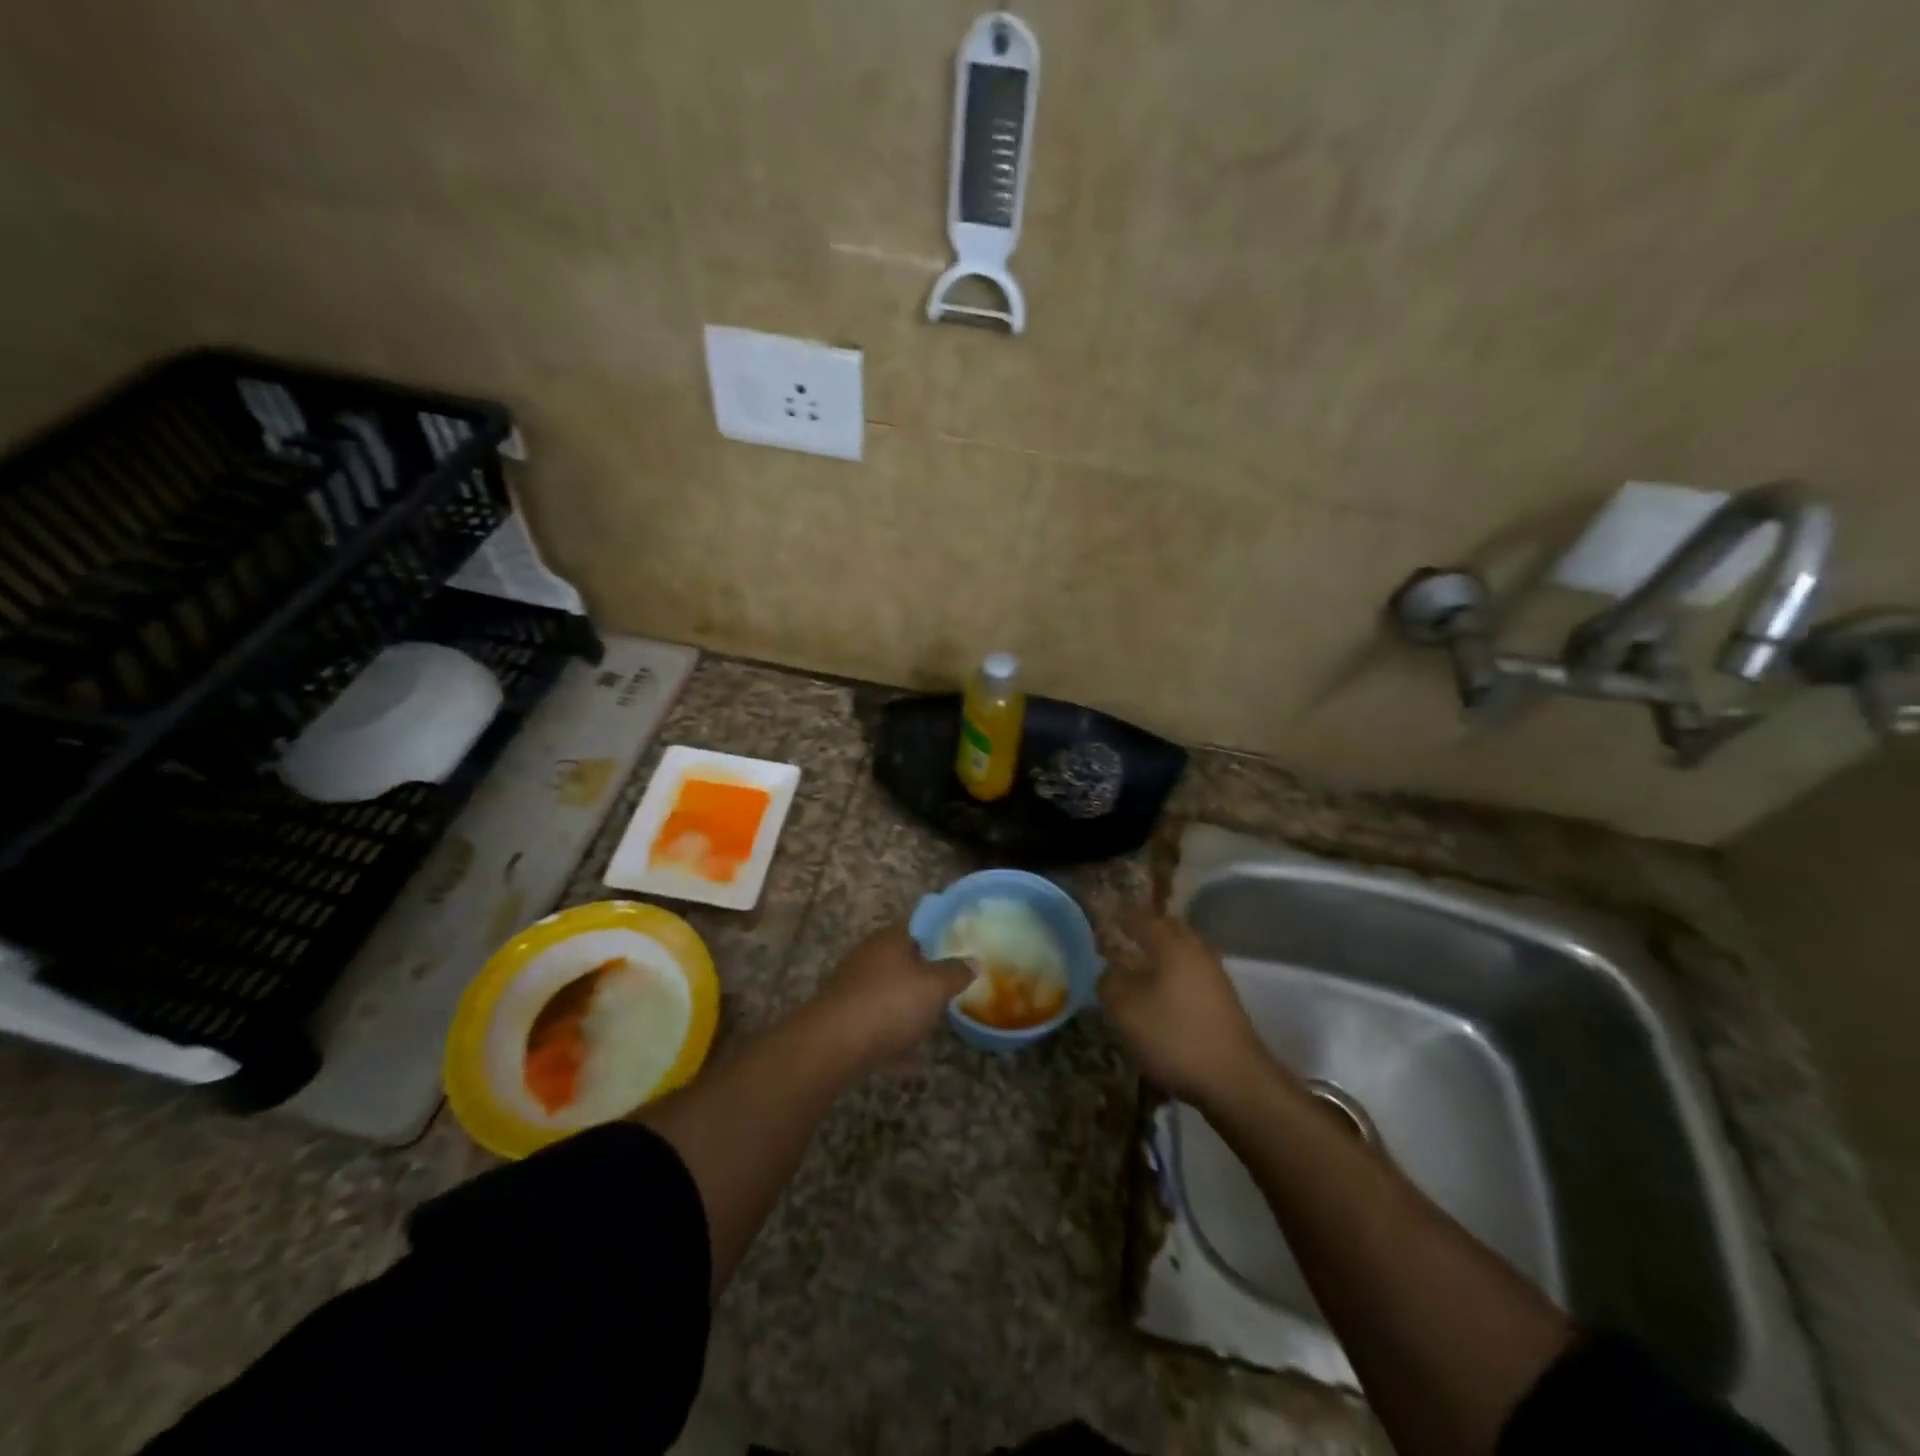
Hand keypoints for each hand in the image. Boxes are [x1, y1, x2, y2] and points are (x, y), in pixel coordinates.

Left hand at [811, 923, 972, 1069]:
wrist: (834, 1044)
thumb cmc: (891, 1003)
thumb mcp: (935, 986)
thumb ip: (956, 972)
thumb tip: (972, 961)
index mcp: (890, 939)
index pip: (919, 925)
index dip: (941, 934)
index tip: (961, 948)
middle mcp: (869, 956)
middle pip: (903, 959)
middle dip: (924, 973)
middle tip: (950, 987)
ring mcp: (853, 986)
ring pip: (888, 991)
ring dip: (908, 1005)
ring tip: (932, 1021)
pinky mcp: (844, 1018)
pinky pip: (877, 1023)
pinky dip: (894, 1036)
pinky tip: (911, 1060)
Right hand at [1099, 911, 1269, 1106]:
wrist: (1234, 1080)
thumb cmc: (1174, 1035)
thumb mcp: (1125, 1010)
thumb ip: (1109, 983)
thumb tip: (1109, 971)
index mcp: (1172, 945)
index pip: (1142, 919)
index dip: (1122, 917)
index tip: (1107, 918)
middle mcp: (1197, 952)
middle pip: (1169, 930)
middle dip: (1147, 930)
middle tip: (1125, 936)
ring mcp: (1215, 977)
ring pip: (1183, 953)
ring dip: (1162, 954)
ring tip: (1140, 967)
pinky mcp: (1223, 1003)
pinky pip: (1192, 975)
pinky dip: (1174, 976)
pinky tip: (1162, 995)